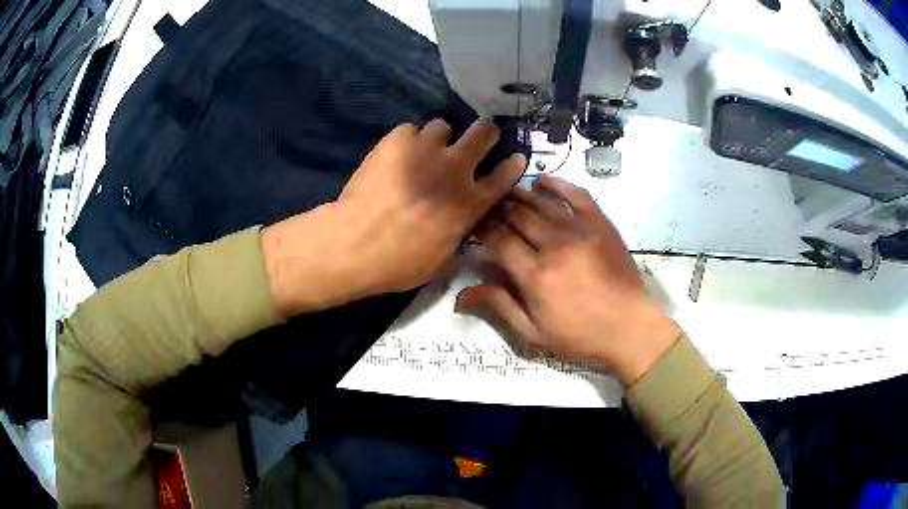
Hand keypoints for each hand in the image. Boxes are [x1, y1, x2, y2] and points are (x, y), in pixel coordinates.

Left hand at [263, 119, 525, 316]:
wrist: (356, 243)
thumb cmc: (400, 263)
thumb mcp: (441, 259)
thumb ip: (457, 233)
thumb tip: (459, 223)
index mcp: (469, 202)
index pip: (503, 177)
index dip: (513, 165)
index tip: (516, 157)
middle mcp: (455, 169)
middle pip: (483, 133)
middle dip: (486, 132)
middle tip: (478, 136)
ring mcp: (426, 150)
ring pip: (443, 126)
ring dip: (438, 138)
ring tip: (422, 151)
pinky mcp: (397, 140)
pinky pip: (410, 130)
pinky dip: (406, 141)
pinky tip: (395, 156)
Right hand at [455, 176, 680, 383]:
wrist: (630, 329)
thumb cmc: (580, 336)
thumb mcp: (533, 333)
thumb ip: (498, 307)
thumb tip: (459, 296)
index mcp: (534, 275)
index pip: (497, 240)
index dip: (480, 229)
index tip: (470, 224)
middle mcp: (553, 245)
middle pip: (515, 216)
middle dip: (494, 208)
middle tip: (483, 206)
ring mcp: (580, 230)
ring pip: (540, 202)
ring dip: (517, 194)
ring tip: (502, 191)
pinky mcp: (600, 223)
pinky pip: (575, 194)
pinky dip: (556, 184)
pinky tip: (541, 181)